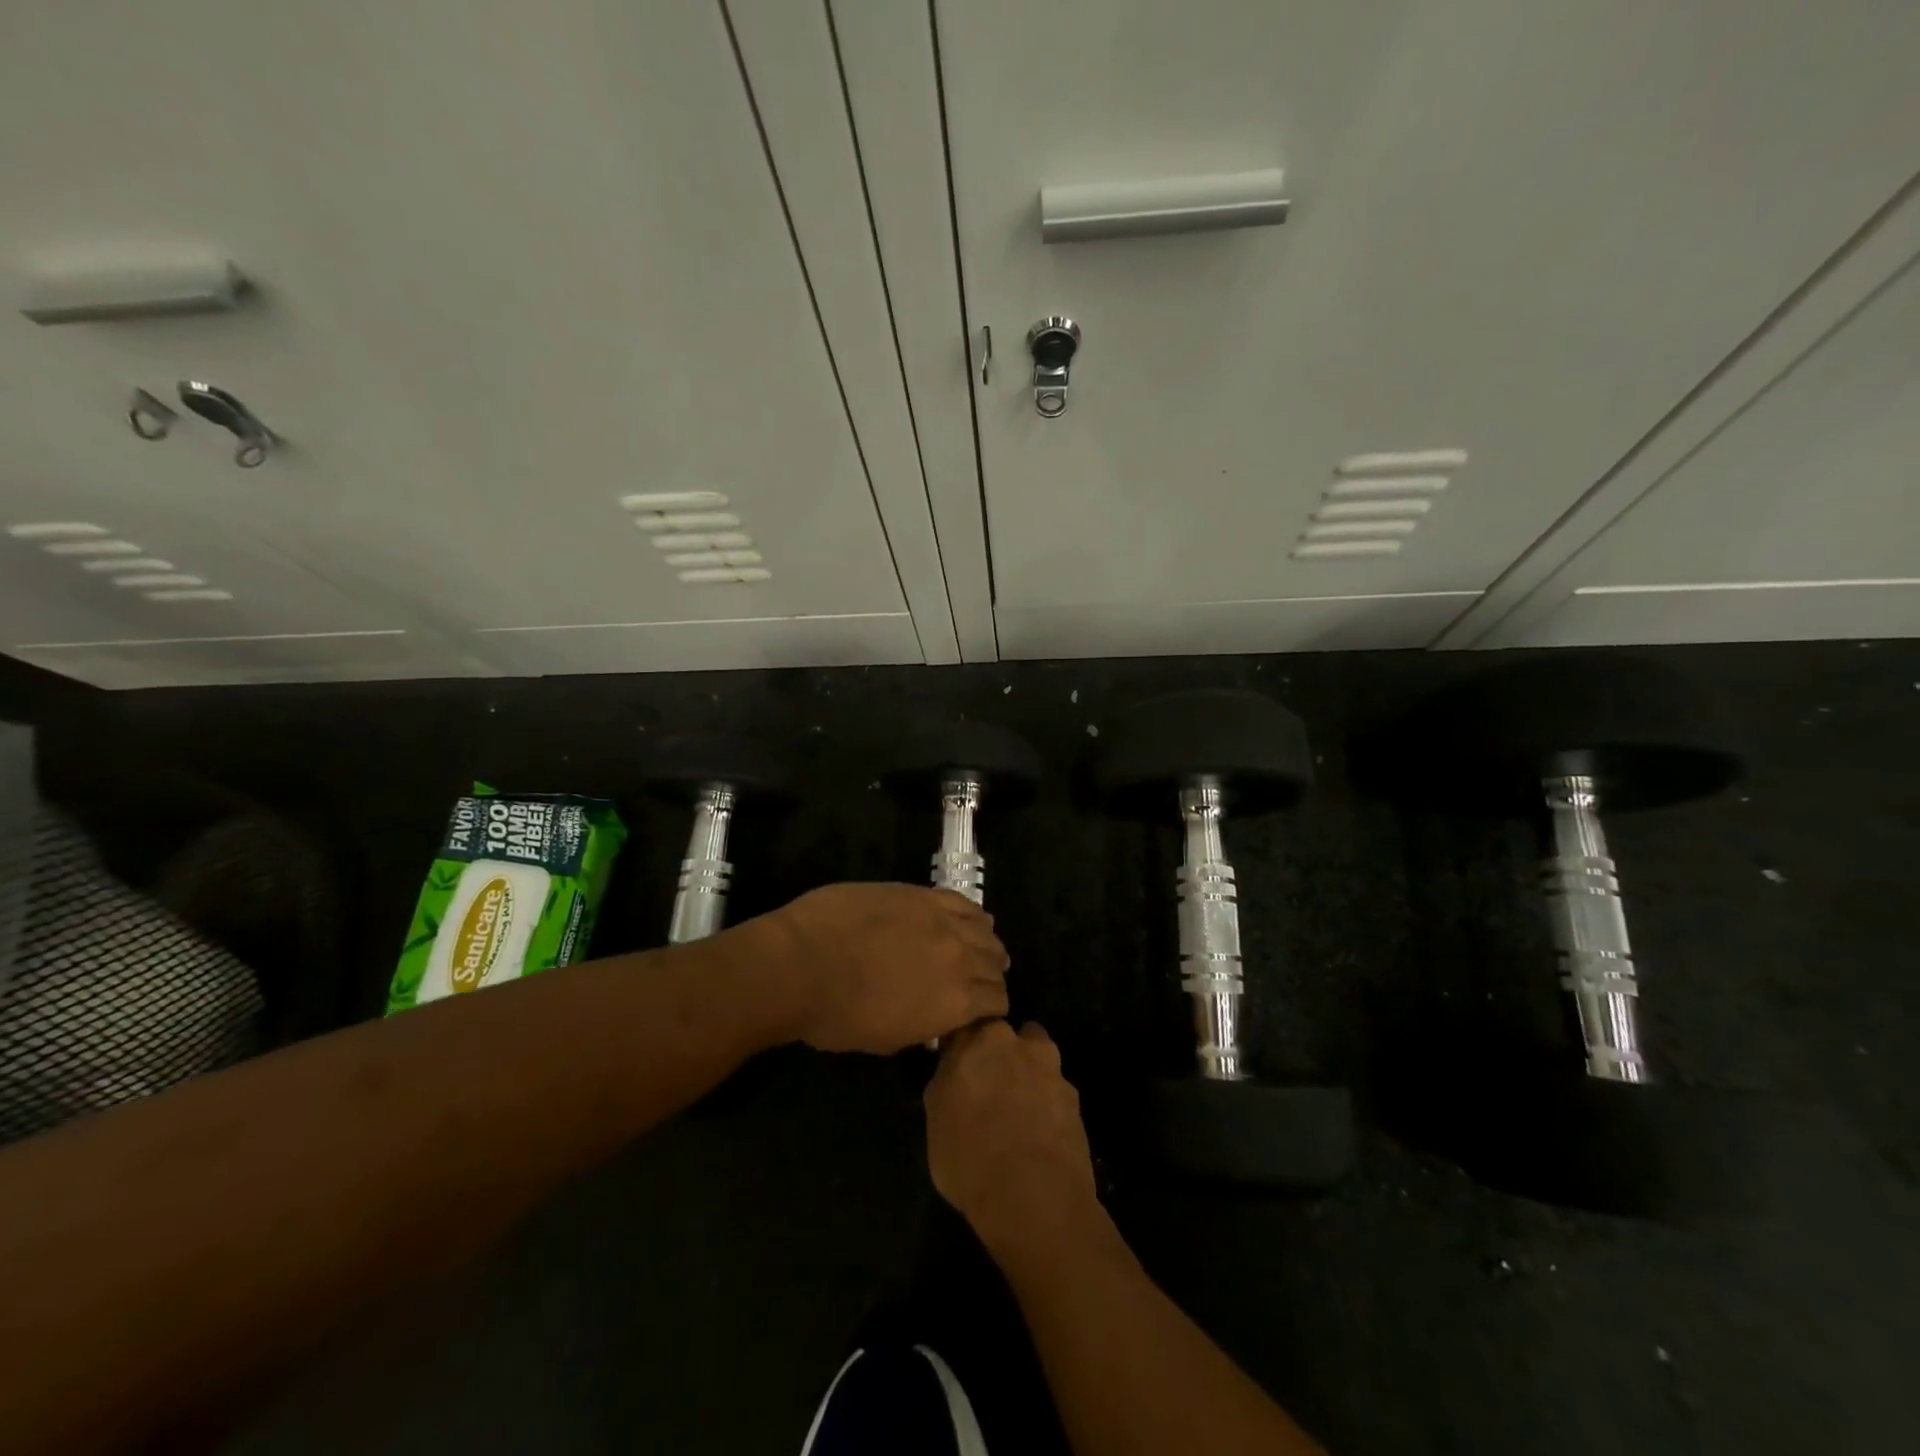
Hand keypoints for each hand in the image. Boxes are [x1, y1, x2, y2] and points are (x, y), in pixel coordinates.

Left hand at [753, 883, 1009, 1053]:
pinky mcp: (922, 894)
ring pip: (985, 930)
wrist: (802, 962)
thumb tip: (936, 1017)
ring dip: (985, 943)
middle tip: (977, 981)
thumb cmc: (836, 1016)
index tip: (979, 1010)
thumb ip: (925, 1025)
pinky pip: (963, 902)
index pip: (996, 1002)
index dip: (990, 1008)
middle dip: (991, 975)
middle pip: (994, 964)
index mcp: (956, 1004)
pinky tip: (968, 919)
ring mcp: (943, 921)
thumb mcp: (889, 1039)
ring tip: (977, 948)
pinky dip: (972, 914)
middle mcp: (962, 959)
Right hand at [925, 1021, 1101, 1258]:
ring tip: (1017, 1110)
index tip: (959, 1063)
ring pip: (1036, 1057)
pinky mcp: (1074, 1097)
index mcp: (978, 1040)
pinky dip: (1047, 1103)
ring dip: (1028, 1073)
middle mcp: (1018, 1042)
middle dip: (999, 1052)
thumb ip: (947, 1082)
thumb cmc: (969, 1157)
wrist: (1034, 1196)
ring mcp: (1051, 1068)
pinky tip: (1039, 1133)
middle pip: (1007, 1035)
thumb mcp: (936, 1120)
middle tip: (989, 1085)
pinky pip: (1055, 1090)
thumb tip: (954, 1073)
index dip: (963, 1044)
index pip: (968, 1025)